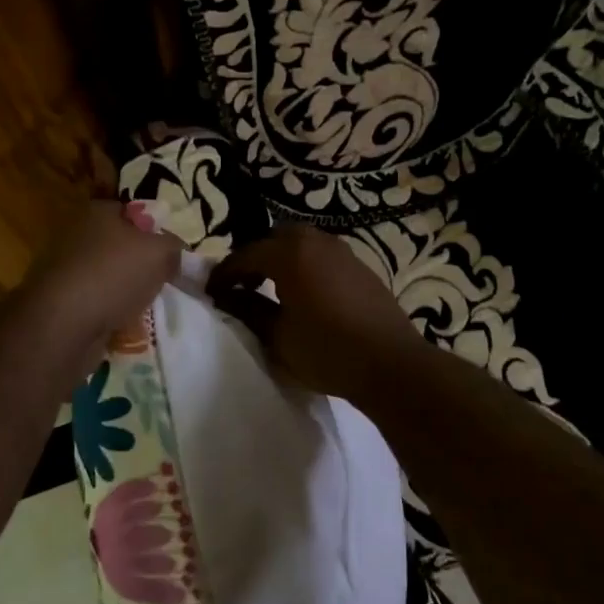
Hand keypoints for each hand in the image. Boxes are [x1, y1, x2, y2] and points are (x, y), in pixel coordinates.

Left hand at [17, 201, 182, 375]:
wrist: (63, 323)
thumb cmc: (114, 275)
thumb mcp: (160, 253)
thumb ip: (173, 247)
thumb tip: (174, 251)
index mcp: (97, 212)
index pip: (131, 212)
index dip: (152, 230)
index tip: (168, 253)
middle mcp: (76, 234)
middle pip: (118, 246)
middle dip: (138, 264)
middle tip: (160, 282)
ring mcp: (63, 268)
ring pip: (106, 276)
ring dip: (123, 291)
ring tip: (142, 307)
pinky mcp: (57, 300)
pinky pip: (93, 302)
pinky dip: (107, 312)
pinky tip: (120, 324)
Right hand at [207, 225, 423, 401]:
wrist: (391, 364)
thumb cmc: (327, 350)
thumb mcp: (278, 336)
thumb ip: (248, 310)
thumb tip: (226, 297)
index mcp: (291, 254)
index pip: (246, 255)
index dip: (225, 274)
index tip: (211, 293)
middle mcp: (317, 242)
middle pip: (276, 239)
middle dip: (255, 258)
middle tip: (243, 286)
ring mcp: (343, 252)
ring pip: (303, 245)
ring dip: (282, 261)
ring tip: (272, 290)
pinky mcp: (362, 268)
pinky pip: (323, 256)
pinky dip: (306, 267)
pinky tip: (305, 295)